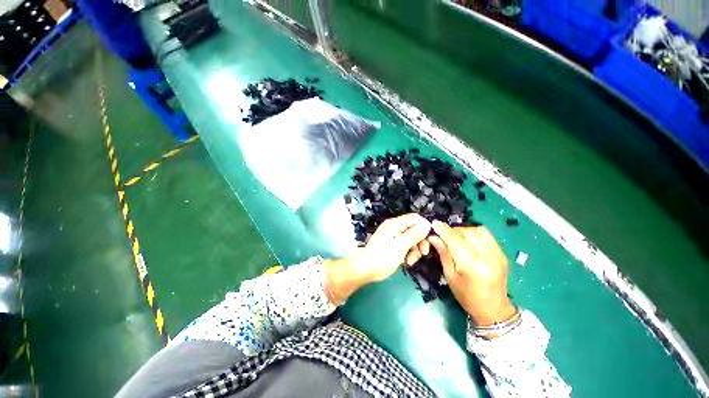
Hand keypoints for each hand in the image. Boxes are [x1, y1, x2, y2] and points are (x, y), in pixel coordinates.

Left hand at [325, 213, 431, 304]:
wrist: (367, 269)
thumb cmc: (383, 256)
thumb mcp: (401, 245)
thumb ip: (414, 234)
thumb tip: (427, 224)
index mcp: (395, 224)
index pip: (414, 218)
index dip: (424, 226)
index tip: (429, 238)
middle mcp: (395, 228)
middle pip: (414, 229)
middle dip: (420, 241)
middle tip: (423, 253)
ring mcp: (394, 237)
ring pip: (412, 239)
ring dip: (415, 250)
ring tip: (411, 261)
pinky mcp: (394, 246)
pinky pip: (406, 246)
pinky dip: (409, 254)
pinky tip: (407, 263)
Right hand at [428, 221, 515, 325]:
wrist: (494, 309)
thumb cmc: (467, 296)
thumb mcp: (450, 276)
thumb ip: (443, 254)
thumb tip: (434, 237)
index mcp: (472, 266)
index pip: (455, 240)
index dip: (443, 230)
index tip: (434, 223)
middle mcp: (487, 256)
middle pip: (466, 233)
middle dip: (452, 230)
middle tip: (443, 235)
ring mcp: (497, 254)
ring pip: (477, 230)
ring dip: (463, 230)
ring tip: (456, 237)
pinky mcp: (502, 253)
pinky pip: (486, 234)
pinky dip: (474, 232)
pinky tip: (468, 239)